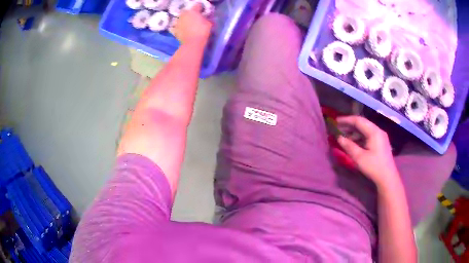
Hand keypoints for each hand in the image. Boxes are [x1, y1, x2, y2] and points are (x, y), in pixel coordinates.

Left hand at [173, 4, 211, 44]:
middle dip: (191, 13)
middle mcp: (184, 14)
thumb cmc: (202, 31)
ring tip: (188, 23)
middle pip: (188, 11)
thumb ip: (207, 18)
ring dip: (184, 19)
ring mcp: (177, 21)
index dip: (201, 8)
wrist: (192, 43)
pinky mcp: (174, 29)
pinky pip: (175, 26)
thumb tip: (206, 17)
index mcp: (193, 10)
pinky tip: (181, 29)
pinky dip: (178, 26)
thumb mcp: (209, 23)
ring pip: (181, 17)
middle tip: (196, 18)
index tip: (204, 12)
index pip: (198, 5)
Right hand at [336, 116, 399, 188]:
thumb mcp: (359, 157)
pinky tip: (353, 142)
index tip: (336, 121)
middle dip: (349, 125)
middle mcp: (378, 131)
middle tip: (338, 128)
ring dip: (354, 132)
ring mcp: (380, 136)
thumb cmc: (374, 167)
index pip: (358, 120)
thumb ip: (349, 146)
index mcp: (374, 132)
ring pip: (365, 130)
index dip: (346, 120)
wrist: (387, 178)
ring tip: (344, 136)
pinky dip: (359, 137)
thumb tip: (339, 138)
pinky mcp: (380, 142)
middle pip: (362, 123)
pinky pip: (368, 135)